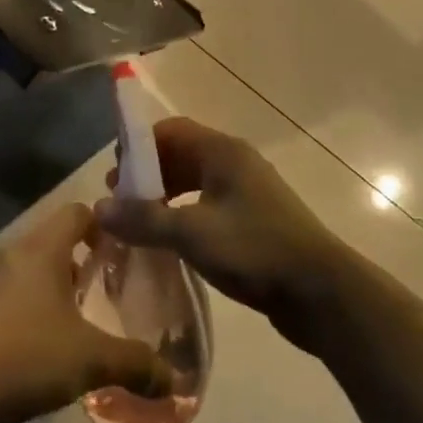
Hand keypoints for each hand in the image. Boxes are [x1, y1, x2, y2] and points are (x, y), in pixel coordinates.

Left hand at [0, 203, 173, 422]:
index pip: (79, 212)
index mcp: (43, 248)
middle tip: (111, 292)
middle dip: (85, 264)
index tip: (126, 252)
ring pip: (34, 272)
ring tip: (83, 324)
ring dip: (58, 291)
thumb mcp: (89, 360)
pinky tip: (45, 351)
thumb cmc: (24, 353)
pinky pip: (13, 298)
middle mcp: (15, 253)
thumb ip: (134, 363)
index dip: (105, 225)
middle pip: (57, 242)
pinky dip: (33, 313)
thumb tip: (176, 380)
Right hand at [96, 117, 350, 341]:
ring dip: (164, 197)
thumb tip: (100, 209)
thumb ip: (145, 219)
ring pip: (194, 182)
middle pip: (181, 154)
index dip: (139, 146)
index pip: (171, 130)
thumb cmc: (255, 250)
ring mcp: (248, 192)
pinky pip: (208, 206)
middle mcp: (235, 163)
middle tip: (121, 203)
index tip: (114, 176)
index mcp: (223, 152)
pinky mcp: (254, 221)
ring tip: (140, 225)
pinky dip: (184, 215)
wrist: (322, 292)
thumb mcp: (192, 233)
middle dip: (148, 174)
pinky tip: (171, 243)